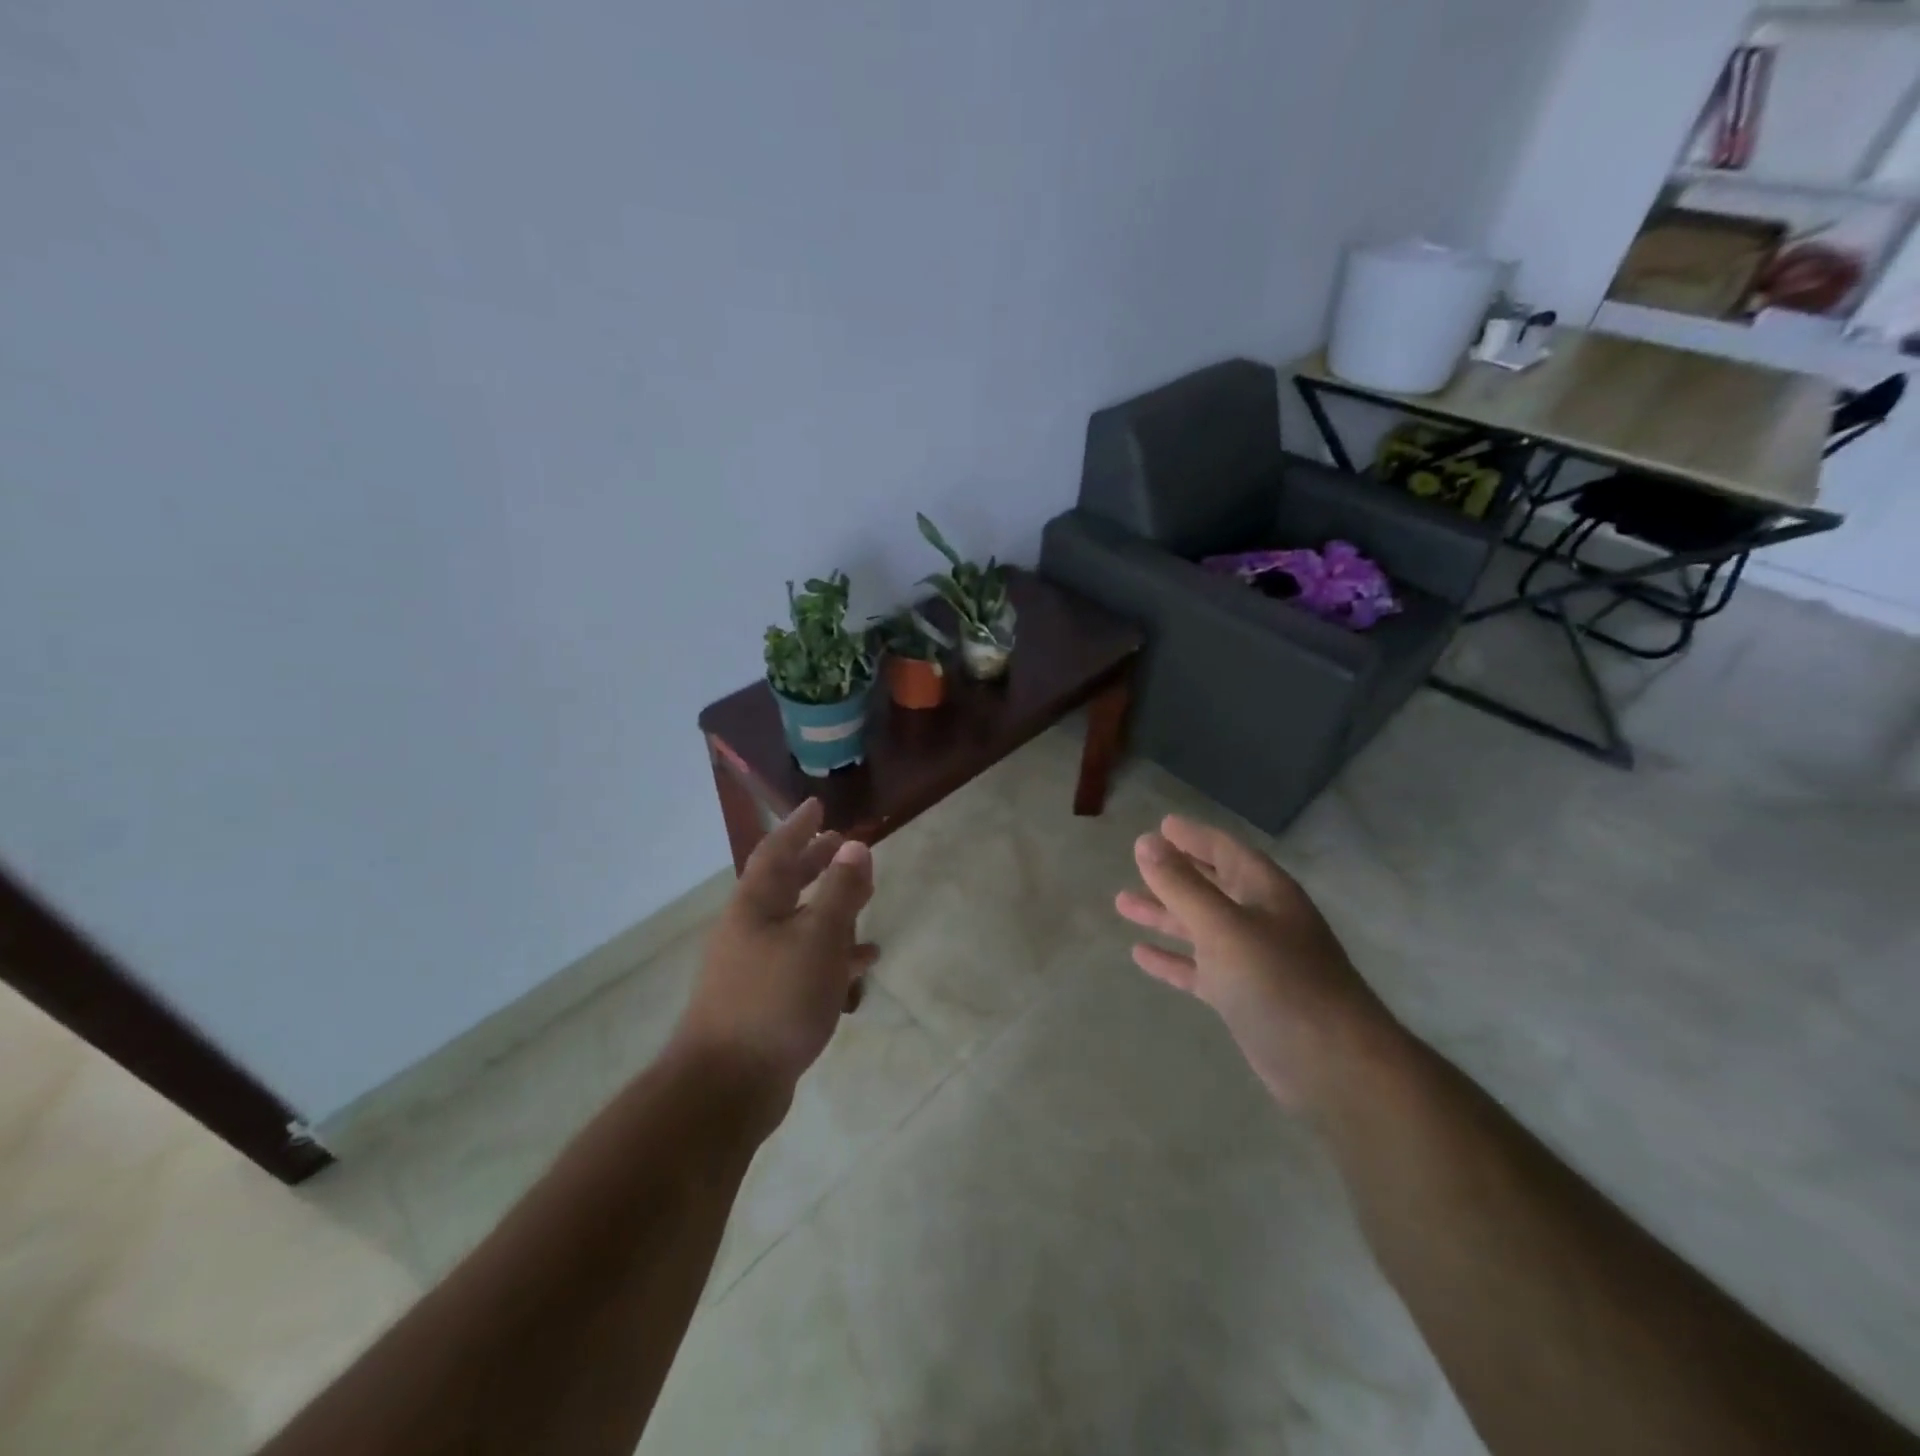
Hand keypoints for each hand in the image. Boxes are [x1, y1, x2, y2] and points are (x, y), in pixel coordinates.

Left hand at [674, 800, 877, 1106]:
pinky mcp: (765, 1001)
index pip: (776, 851)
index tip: (818, 805)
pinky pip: (803, 962)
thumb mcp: (819, 938)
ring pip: (798, 924)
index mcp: (754, 906)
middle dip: (816, 863)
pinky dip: (831, 954)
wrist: (727, 1087)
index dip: (798, 826)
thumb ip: (839, 891)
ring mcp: (754, 968)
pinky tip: (862, 964)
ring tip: (865, 898)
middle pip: (785, 885)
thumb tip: (854, 846)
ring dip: (830, 908)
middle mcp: (749, 930)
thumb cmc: (775, 1000)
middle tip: (843, 845)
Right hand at [1115, 815, 1400, 1110]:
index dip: (1193, 837)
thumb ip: (1182, 885)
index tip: (1160, 826)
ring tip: (1122, 904)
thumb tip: (1146, 842)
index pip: (1225, 850)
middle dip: (1174, 874)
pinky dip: (1173, 959)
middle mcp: (1261, 919)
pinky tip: (1140, 955)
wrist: (1331, 1065)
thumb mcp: (1223, 926)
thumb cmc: (1277, 981)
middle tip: (1136, 861)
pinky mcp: (1244, 998)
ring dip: (1165, 915)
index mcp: (1266, 892)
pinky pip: (1200, 969)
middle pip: (1212, 886)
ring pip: (1201, 927)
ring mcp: (1254, 960)